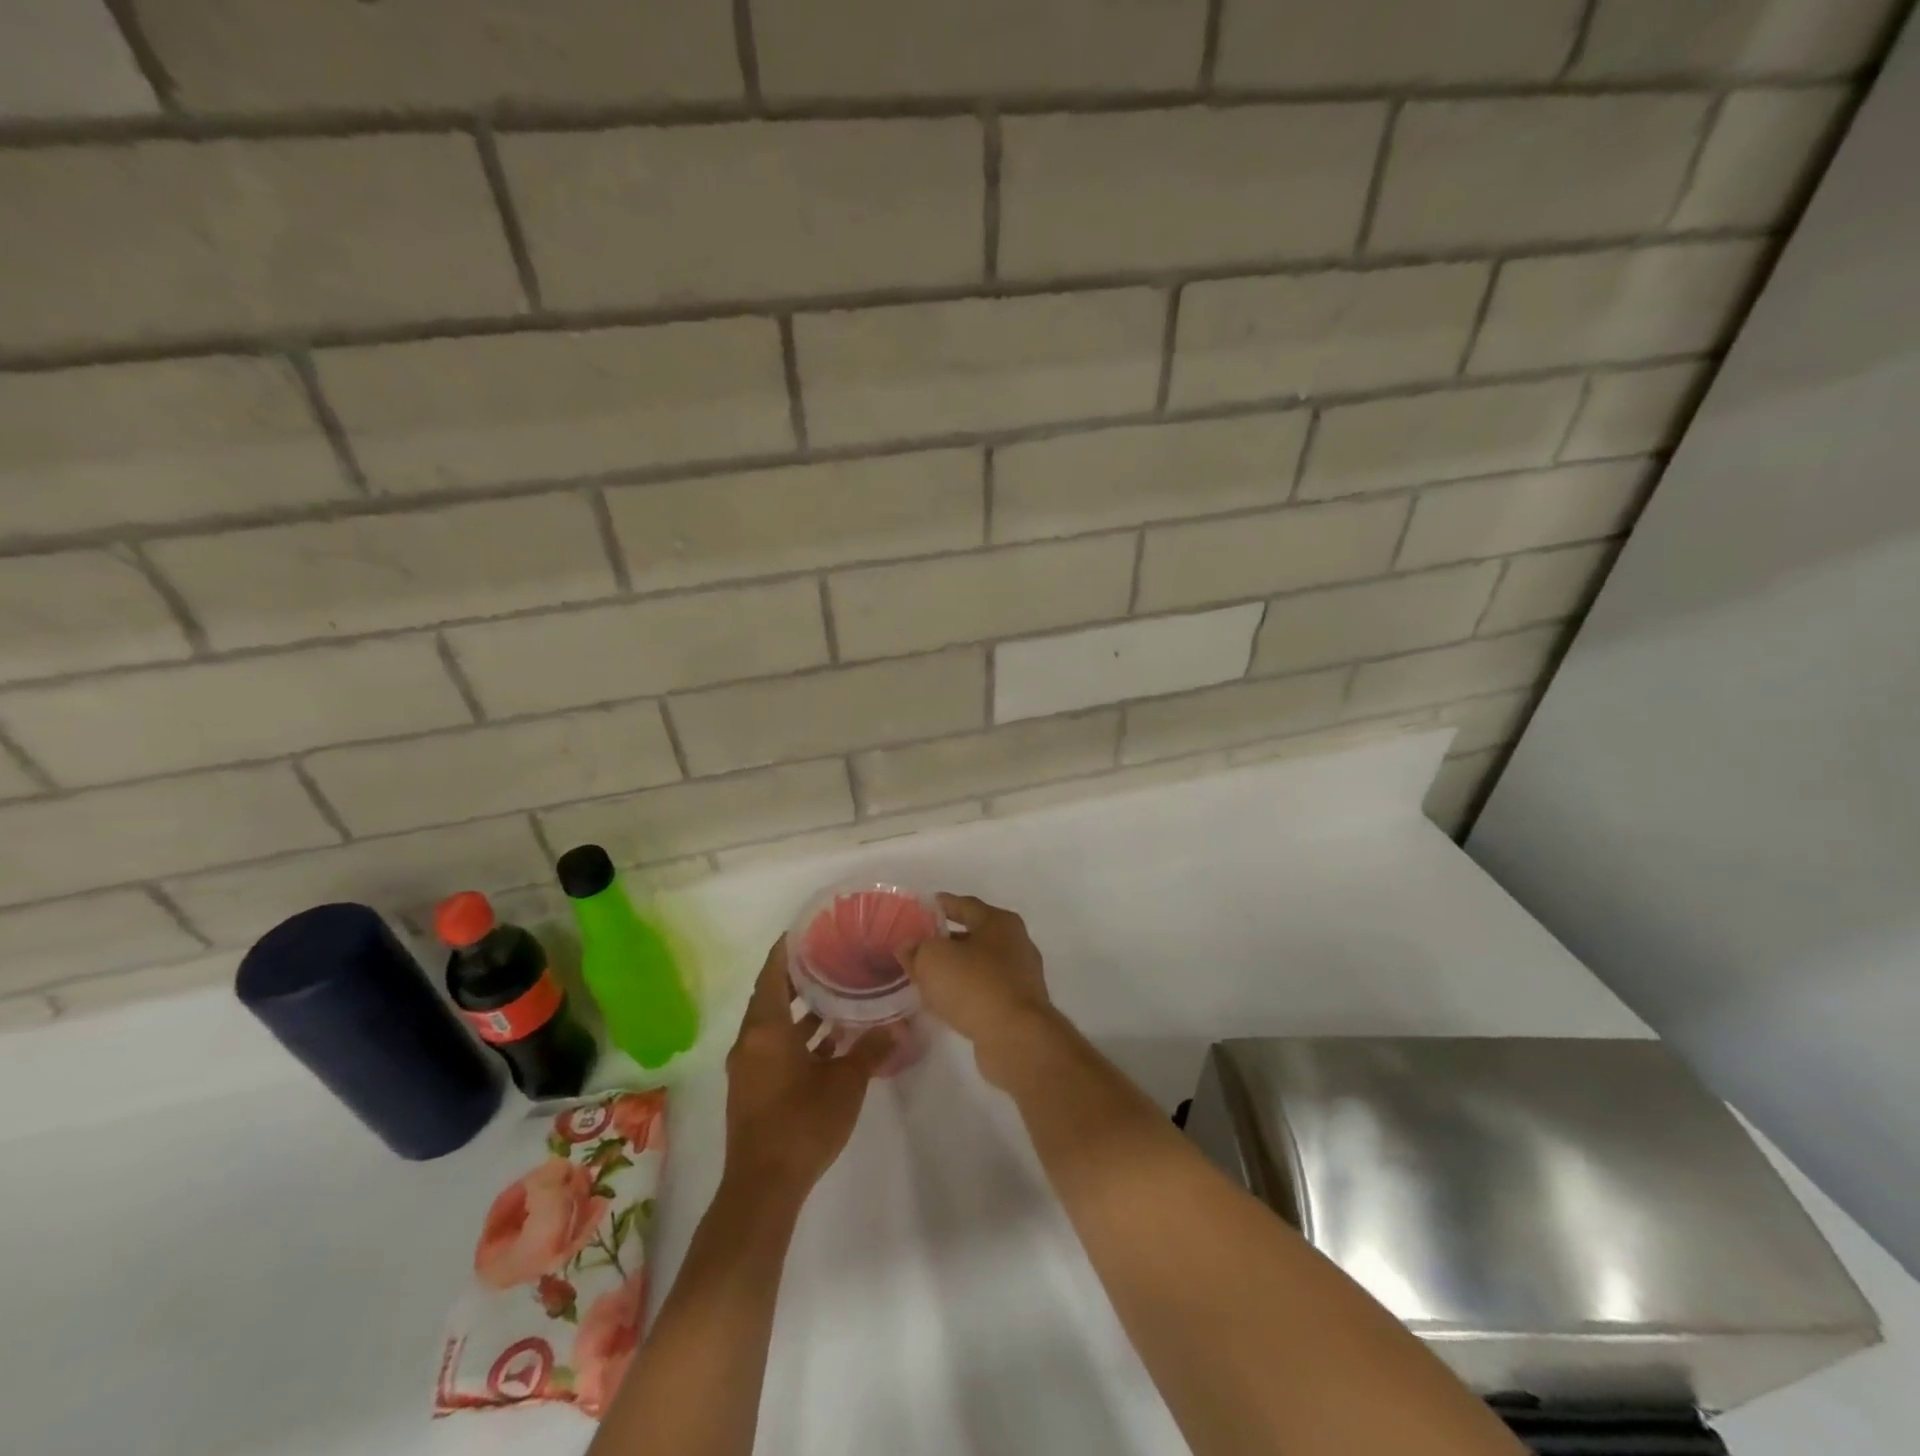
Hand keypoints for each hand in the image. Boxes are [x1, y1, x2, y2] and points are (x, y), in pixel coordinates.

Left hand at [722, 936, 887, 1202]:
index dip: (787, 948)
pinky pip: (774, 1047)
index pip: (772, 972)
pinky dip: (797, 1038)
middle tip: (833, 955)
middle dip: (800, 976)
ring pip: (774, 1024)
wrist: (763, 1188)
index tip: (809, 928)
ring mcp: (749, 1067)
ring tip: (838, 992)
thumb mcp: (846, 1082)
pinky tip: (831, 1041)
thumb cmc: (802, 1123)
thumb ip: (871, 1048)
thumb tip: (900, 1025)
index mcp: (765, 1029)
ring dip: (801, 1010)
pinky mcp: (753, 1089)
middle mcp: (750, 1041)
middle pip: (772, 995)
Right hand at [899, 894, 1058, 1087]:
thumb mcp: (933, 959)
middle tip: (919, 947)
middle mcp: (1016, 943)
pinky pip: (986, 990)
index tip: (921, 909)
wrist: (1016, 1037)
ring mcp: (1021, 976)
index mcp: (1000, 922)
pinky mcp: (1019, 1006)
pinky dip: (966, 991)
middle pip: (974, 935)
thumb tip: (908, 947)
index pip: (965, 905)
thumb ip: (916, 949)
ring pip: (980, 965)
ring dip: (955, 969)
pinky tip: (947, 1001)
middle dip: (946, 940)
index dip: (941, 905)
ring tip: (928, 976)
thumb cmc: (974, 985)